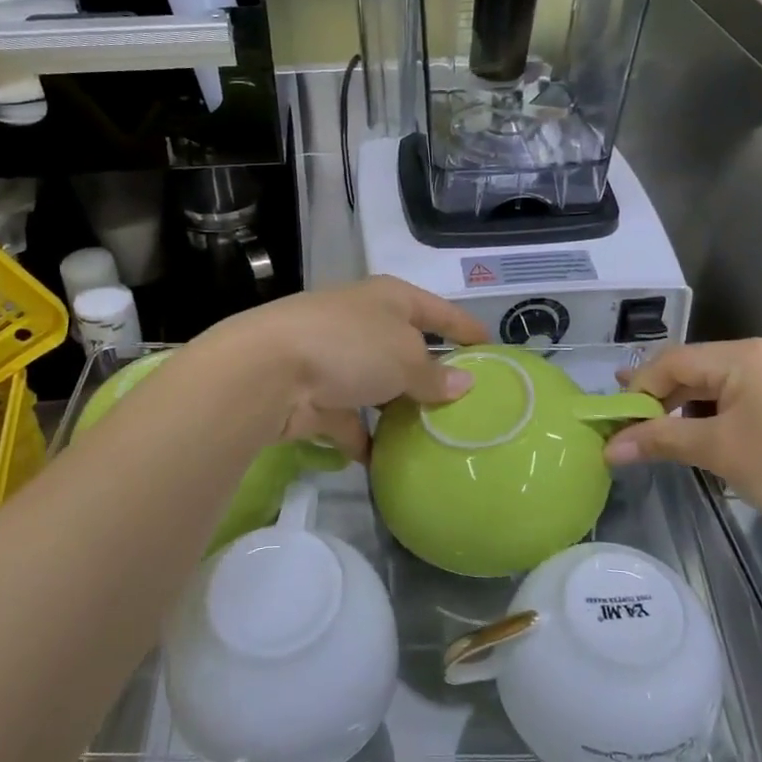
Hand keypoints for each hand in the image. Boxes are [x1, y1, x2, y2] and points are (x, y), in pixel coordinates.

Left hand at [197, 277, 486, 460]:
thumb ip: (435, 375)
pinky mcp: (315, 396)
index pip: (438, 310)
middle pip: (406, 349)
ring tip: (432, 437)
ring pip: (377, 387)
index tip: (493, 348)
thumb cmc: (350, 347)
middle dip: (430, 376)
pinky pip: (348, 421)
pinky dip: (364, 440)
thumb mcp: (405, 358)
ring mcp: (335, 360)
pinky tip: (386, 462)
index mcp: (389, 299)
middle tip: (465, 406)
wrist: (269, 371)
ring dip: (397, 410)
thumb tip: (463, 384)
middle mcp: (362, 323)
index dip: (466, 327)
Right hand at [603, 339, 761, 548]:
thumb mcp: (718, 452)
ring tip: (660, 434)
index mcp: (744, 355)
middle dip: (660, 398)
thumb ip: (659, 440)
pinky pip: (742, 397)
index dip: (638, 390)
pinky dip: (716, 415)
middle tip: (627, 425)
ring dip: (686, 408)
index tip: (615, 422)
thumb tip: (609, 449)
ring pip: (717, 384)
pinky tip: (704, 437)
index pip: (673, 362)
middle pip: (695, 369)